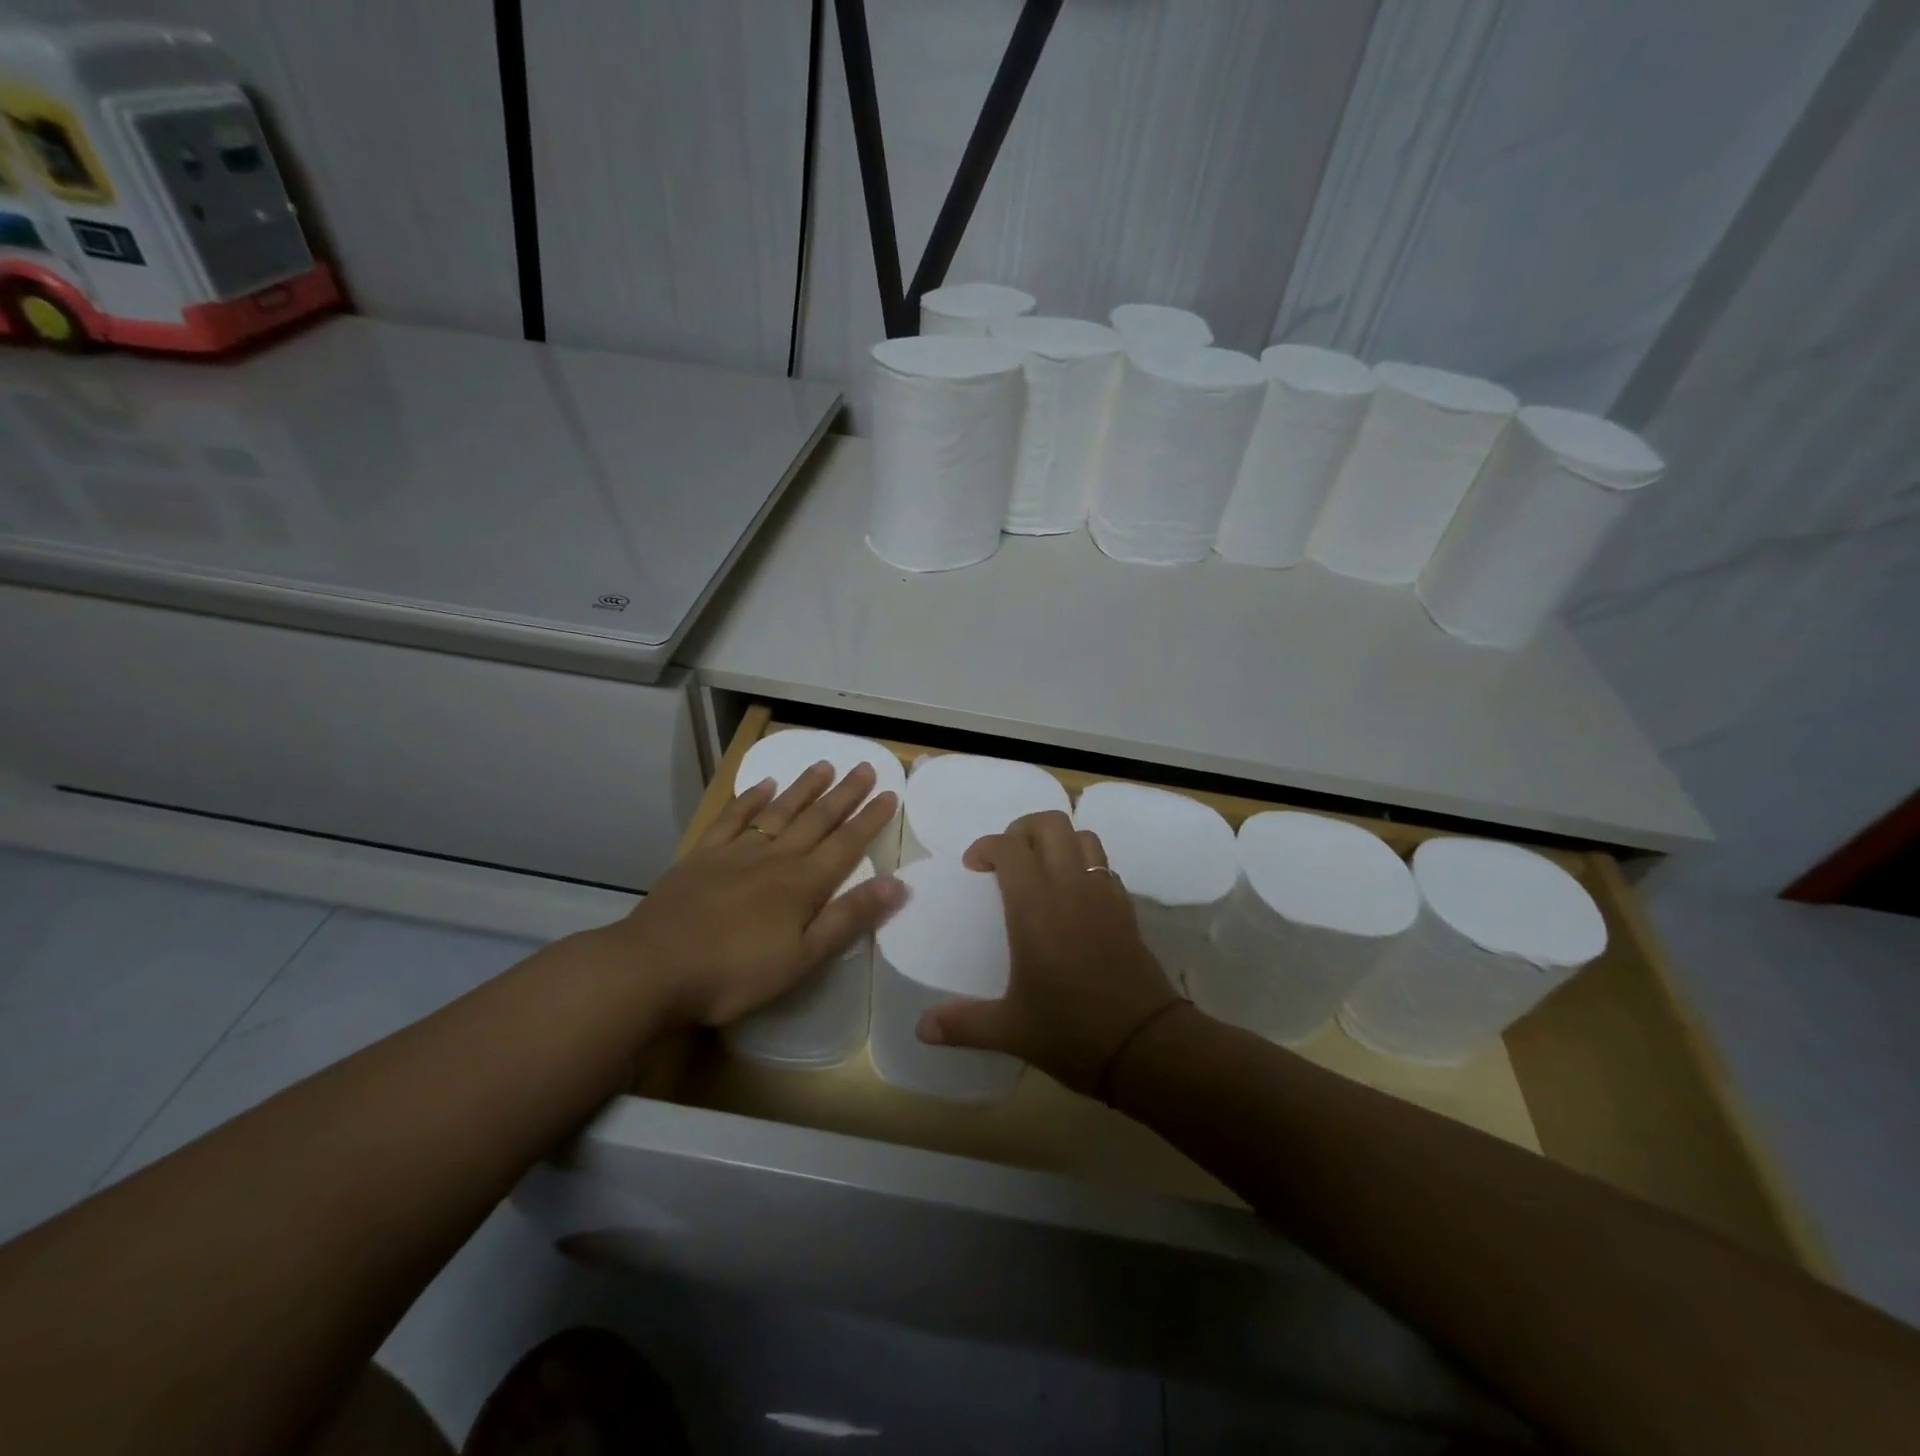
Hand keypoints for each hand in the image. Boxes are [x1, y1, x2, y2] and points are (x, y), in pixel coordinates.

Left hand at [608, 762, 905, 1026]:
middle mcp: (775, 858)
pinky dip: (750, 799)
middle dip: (845, 794)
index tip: (890, 794)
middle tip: (865, 767)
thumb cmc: (735, 973)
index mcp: (803, 884)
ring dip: (804, 788)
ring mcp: (736, 852)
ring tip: (825, 765)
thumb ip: (848, 918)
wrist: (653, 967)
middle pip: (817, 819)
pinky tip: (762, 785)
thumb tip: (897, 883)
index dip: (870, 819)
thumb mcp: (803, 958)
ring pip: (779, 812)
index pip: (846, 844)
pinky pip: (732, 819)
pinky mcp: (702, 856)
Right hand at [915, 810, 1180, 1095]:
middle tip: (1006, 860)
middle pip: (1050, 825)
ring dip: (1058, 841)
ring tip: (1040, 870)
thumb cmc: (1072, 1032)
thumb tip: (922, 1029)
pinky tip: (1074, 898)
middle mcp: (1070, 888)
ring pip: (1083, 837)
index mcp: (1035, 906)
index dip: (987, 846)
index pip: (1009, 847)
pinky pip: (1104, 866)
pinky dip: (1085, 866)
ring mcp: (1104, 894)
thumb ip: (963, 1024)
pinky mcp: (1127, 909)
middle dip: (1022, 831)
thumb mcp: (1010, 1031)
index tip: (974, 868)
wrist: (1146, 1046)